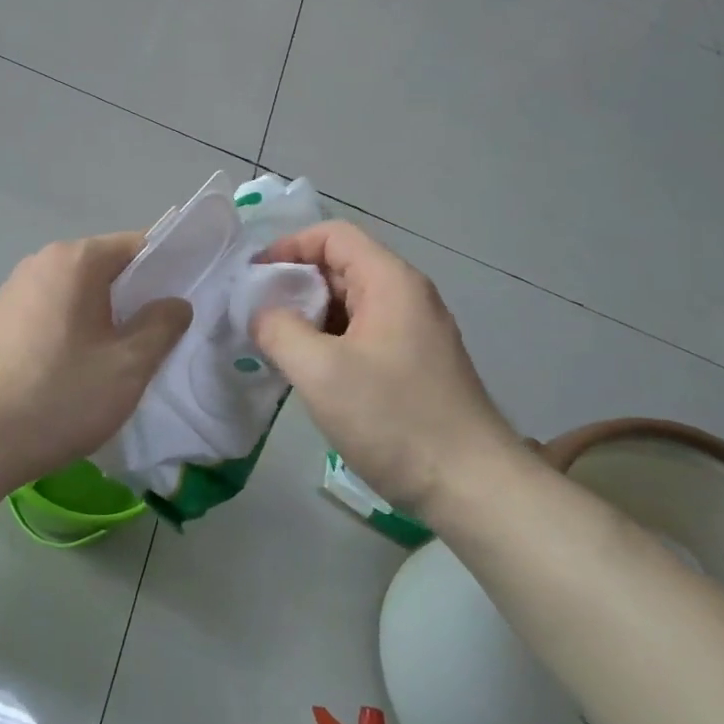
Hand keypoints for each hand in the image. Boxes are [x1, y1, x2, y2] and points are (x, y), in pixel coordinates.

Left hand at [0, 232, 191, 487]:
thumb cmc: (57, 396)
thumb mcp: (127, 366)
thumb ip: (161, 326)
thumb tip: (174, 303)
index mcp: (75, 260)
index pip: (138, 245)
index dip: (170, 269)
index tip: (189, 302)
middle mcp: (41, 262)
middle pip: (106, 268)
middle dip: (137, 298)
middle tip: (160, 340)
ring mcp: (13, 291)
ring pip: (78, 294)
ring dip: (105, 319)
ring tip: (120, 362)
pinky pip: (52, 314)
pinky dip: (74, 332)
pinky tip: (76, 373)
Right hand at [252, 221, 524, 517]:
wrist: (471, 487)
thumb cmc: (394, 419)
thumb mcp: (320, 371)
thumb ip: (278, 329)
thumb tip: (262, 313)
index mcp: (390, 282)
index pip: (332, 236)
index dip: (288, 247)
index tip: (252, 278)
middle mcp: (406, 296)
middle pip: (340, 266)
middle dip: (293, 283)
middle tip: (254, 315)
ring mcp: (414, 331)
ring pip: (349, 304)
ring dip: (308, 315)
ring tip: (274, 344)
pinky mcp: (414, 364)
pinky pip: (361, 334)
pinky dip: (328, 340)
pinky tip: (308, 371)